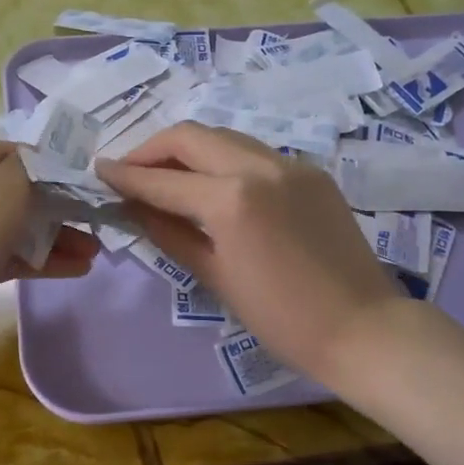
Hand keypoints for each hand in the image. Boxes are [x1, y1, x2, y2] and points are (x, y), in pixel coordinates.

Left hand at [0, 142, 98, 329]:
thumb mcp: (10, 183)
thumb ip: (37, 166)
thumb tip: (49, 160)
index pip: (20, 153)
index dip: (56, 165)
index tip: (89, 183)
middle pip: (22, 191)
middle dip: (62, 207)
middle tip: (96, 223)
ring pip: (19, 226)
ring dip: (57, 237)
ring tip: (93, 253)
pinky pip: (11, 255)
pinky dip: (41, 259)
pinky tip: (76, 269)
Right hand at [97, 123, 405, 380]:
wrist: (363, 328)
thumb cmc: (281, 318)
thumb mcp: (215, 277)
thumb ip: (170, 233)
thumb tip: (133, 207)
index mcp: (231, 199)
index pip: (163, 180)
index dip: (126, 176)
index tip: (99, 171)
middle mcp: (259, 166)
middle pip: (191, 136)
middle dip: (153, 149)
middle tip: (130, 171)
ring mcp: (290, 164)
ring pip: (224, 136)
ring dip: (188, 149)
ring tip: (167, 175)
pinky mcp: (311, 171)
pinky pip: (254, 153)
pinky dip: (223, 159)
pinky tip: (214, 184)